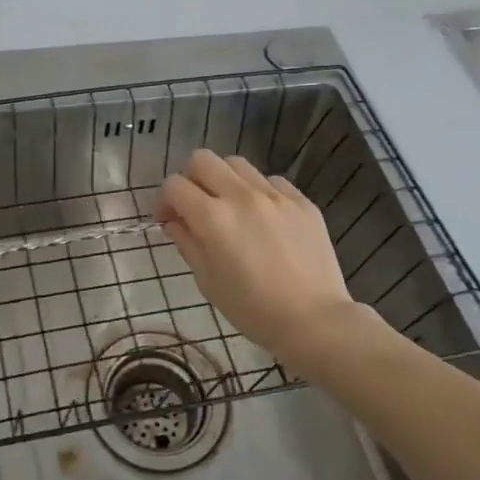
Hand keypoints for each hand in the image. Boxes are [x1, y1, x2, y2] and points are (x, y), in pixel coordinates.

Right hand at [156, 149, 379, 372]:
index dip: (164, 200)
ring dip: (223, 179)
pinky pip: (270, 180)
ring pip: (236, 163)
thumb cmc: (253, 310)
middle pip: (202, 159)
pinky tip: (262, 216)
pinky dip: (257, 191)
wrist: (315, 321)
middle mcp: (242, 196)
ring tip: (229, 206)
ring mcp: (275, 195)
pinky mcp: (301, 200)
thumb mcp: (208, 281)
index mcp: (213, 218)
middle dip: (190, 178)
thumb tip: (174, 221)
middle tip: (195, 205)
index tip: (168, 220)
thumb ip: (187, 243)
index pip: (174, 185)